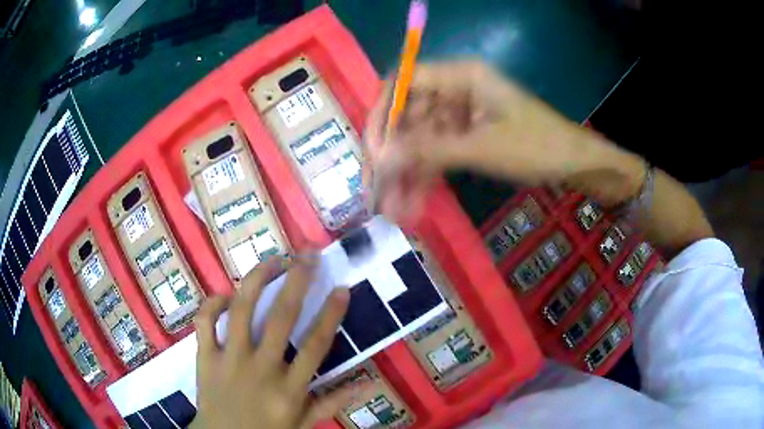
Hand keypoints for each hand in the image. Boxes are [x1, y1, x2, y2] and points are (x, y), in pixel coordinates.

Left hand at [190, 255, 363, 428]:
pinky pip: (205, 322)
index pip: (315, 345)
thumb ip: (332, 403)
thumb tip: (368, 384)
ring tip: (273, 260)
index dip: (331, 315)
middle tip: (308, 256)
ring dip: (257, 280)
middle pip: (281, 318)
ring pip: (242, 310)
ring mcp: (229, 359)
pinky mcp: (205, 356)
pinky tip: (225, 294)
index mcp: (288, 389)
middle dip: (297, 282)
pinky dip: (212, 303)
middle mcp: (261, 368)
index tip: (341, 288)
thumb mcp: (303, 424)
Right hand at [363, 60, 642, 220]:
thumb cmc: (538, 147)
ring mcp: (460, 114)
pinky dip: (426, 177)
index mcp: (461, 76)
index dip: (382, 114)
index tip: (372, 151)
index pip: (403, 82)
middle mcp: (455, 90)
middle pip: (408, 116)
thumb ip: (429, 150)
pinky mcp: (467, 136)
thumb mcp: (482, 148)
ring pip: (420, 141)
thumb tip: (379, 158)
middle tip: (375, 192)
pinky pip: (438, 153)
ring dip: (406, 175)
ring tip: (392, 210)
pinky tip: (412, 205)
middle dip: (392, 156)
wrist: (576, 164)